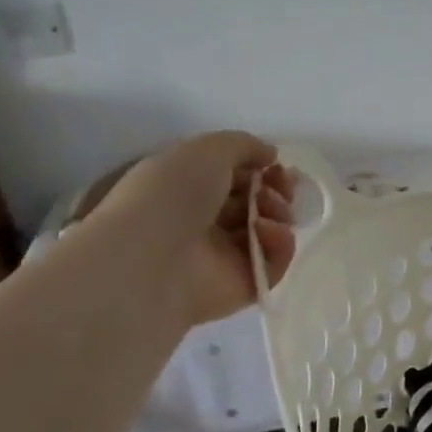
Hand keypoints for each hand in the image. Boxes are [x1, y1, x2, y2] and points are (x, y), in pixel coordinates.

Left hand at [78, 133, 296, 325]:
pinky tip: (266, 232)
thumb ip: (244, 145)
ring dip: (278, 213)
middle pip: (256, 203)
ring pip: (269, 231)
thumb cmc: (170, 195)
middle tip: (280, 188)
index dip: (260, 169)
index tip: (275, 166)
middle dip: (276, 190)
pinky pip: (274, 263)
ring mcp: (224, 257)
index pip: (235, 178)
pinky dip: (279, 244)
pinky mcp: (242, 286)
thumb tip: (271, 156)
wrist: (150, 260)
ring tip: (267, 212)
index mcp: (186, 190)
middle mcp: (204, 222)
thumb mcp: (206, 149)